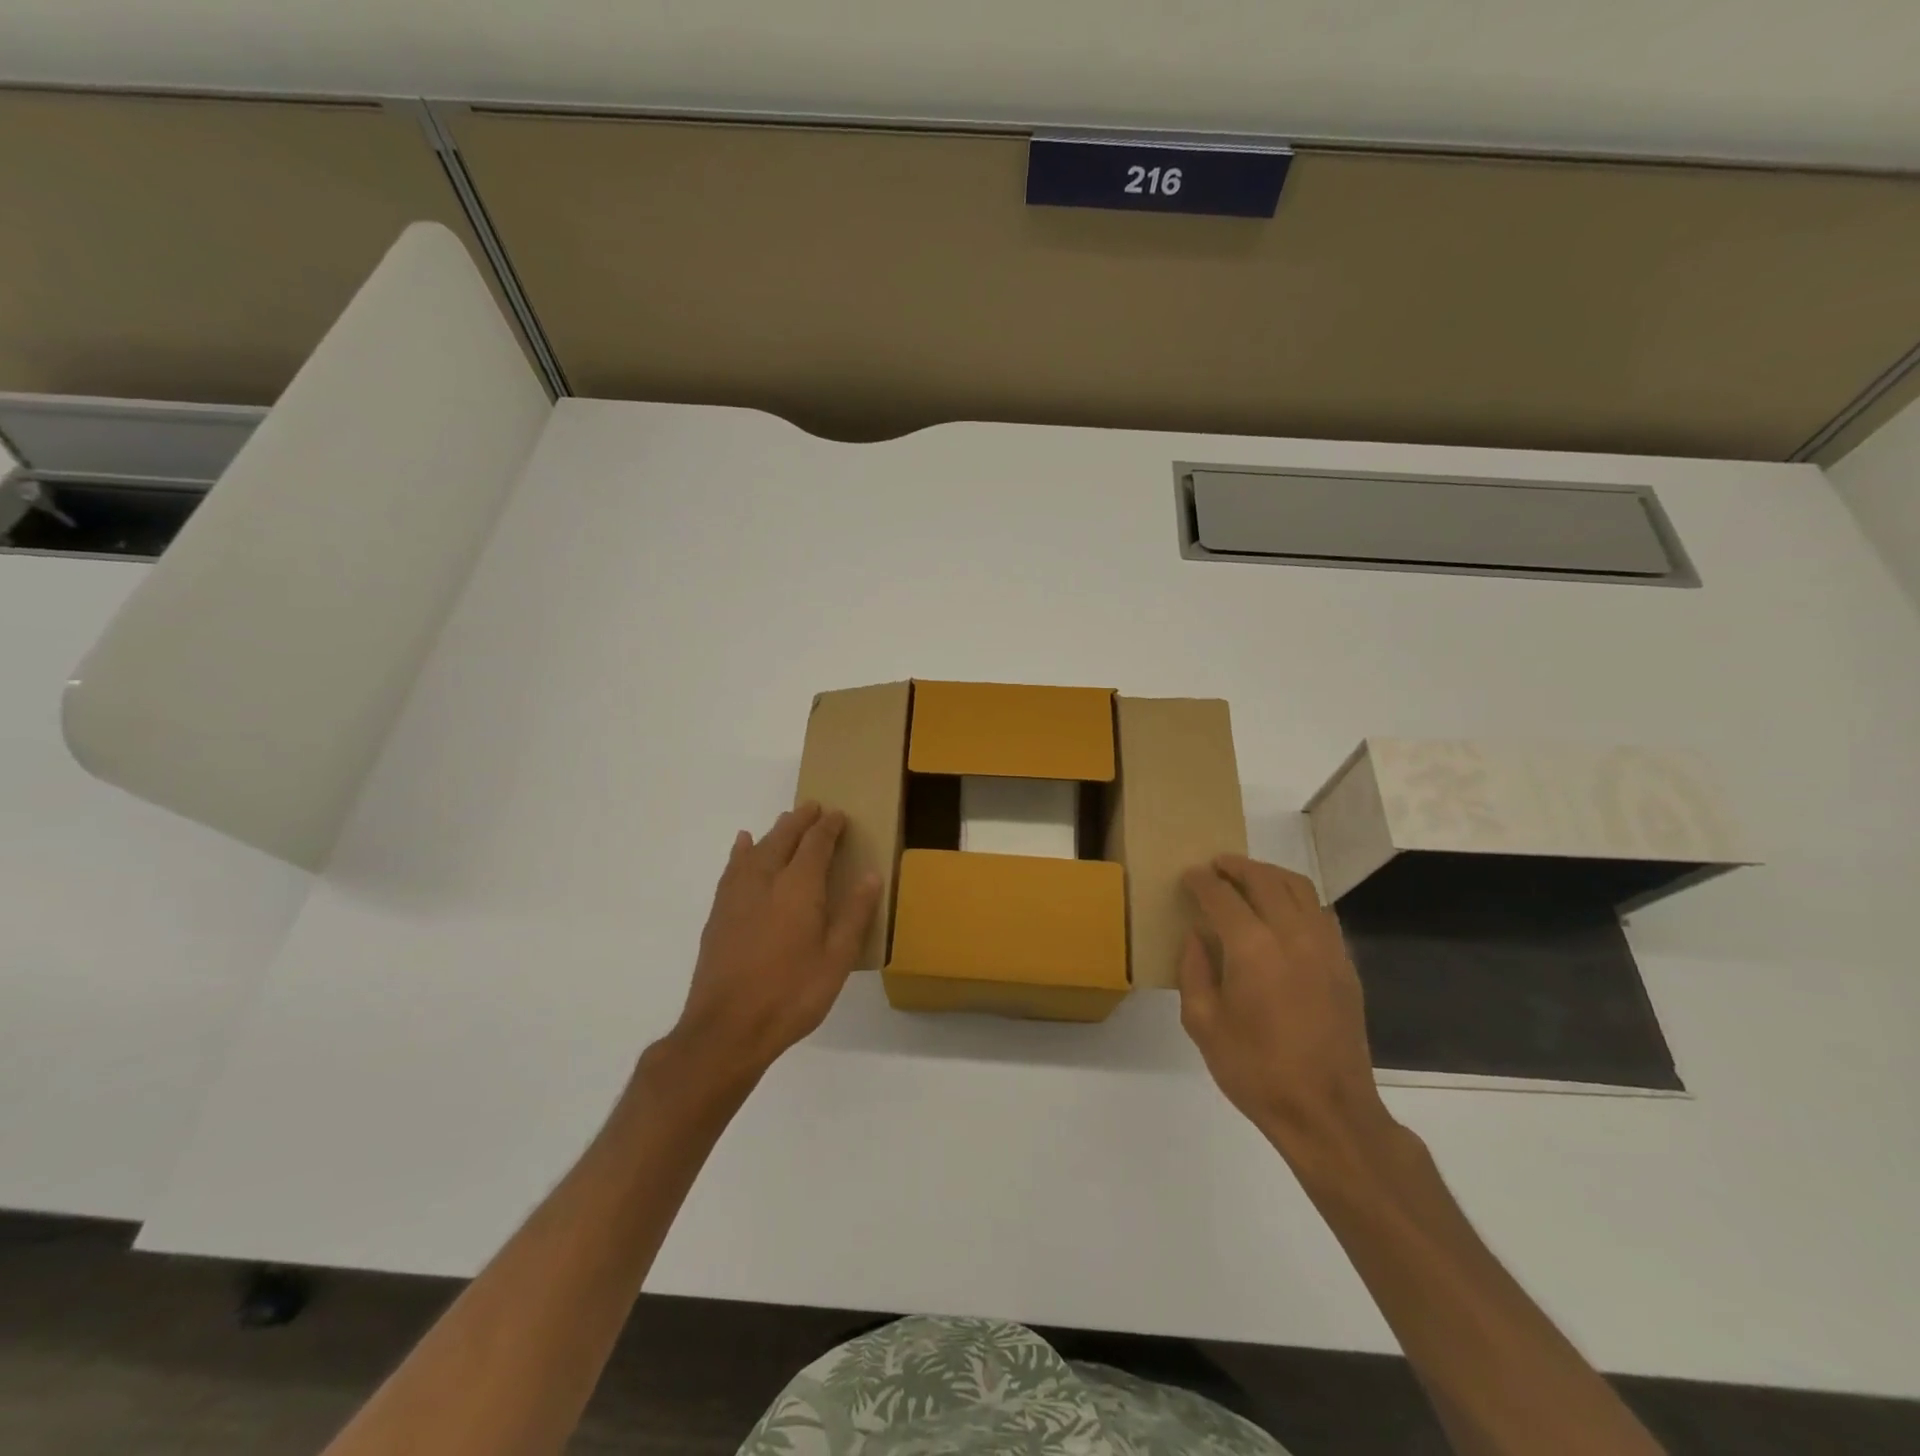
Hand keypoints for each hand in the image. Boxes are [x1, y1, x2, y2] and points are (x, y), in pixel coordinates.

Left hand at [664, 802, 880, 1088]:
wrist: (726, 1028)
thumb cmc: (791, 994)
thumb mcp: (836, 959)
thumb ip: (854, 914)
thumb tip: (871, 874)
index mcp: (799, 887)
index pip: (816, 843)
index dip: (829, 826)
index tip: (839, 815)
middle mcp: (766, 880)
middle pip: (783, 838)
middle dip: (800, 821)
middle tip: (814, 808)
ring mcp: (737, 895)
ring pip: (757, 849)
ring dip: (774, 832)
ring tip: (785, 821)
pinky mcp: (719, 913)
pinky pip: (733, 868)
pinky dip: (741, 852)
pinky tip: (743, 846)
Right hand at [1179, 854, 1388, 1157]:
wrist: (1327, 1111)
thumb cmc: (1255, 1070)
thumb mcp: (1202, 1024)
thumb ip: (1194, 971)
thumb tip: (1197, 937)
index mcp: (1252, 948)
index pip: (1222, 895)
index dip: (1202, 881)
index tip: (1189, 875)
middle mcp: (1292, 935)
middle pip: (1264, 879)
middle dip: (1236, 866)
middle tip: (1216, 865)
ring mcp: (1325, 947)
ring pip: (1299, 888)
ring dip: (1270, 875)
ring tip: (1250, 878)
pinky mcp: (1345, 965)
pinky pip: (1321, 913)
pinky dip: (1298, 898)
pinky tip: (1284, 912)